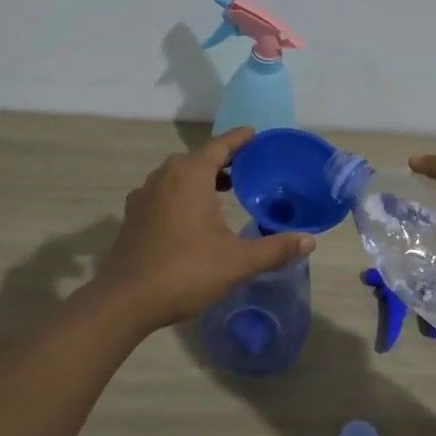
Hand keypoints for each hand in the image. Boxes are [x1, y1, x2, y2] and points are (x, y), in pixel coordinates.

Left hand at [100, 128, 314, 333]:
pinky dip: (182, 192)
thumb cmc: (185, 271)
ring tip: (225, 189)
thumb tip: (309, 241)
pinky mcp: (134, 213)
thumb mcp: (237, 262)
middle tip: (249, 168)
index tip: (256, 134)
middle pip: (199, 157)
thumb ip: (274, 249)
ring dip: (202, 176)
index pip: (220, 145)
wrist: (126, 300)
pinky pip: (164, 191)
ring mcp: (145, 193)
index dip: (240, 139)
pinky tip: (192, 215)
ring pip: (179, 174)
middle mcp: (166, 175)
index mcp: (190, 174)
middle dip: (224, 159)